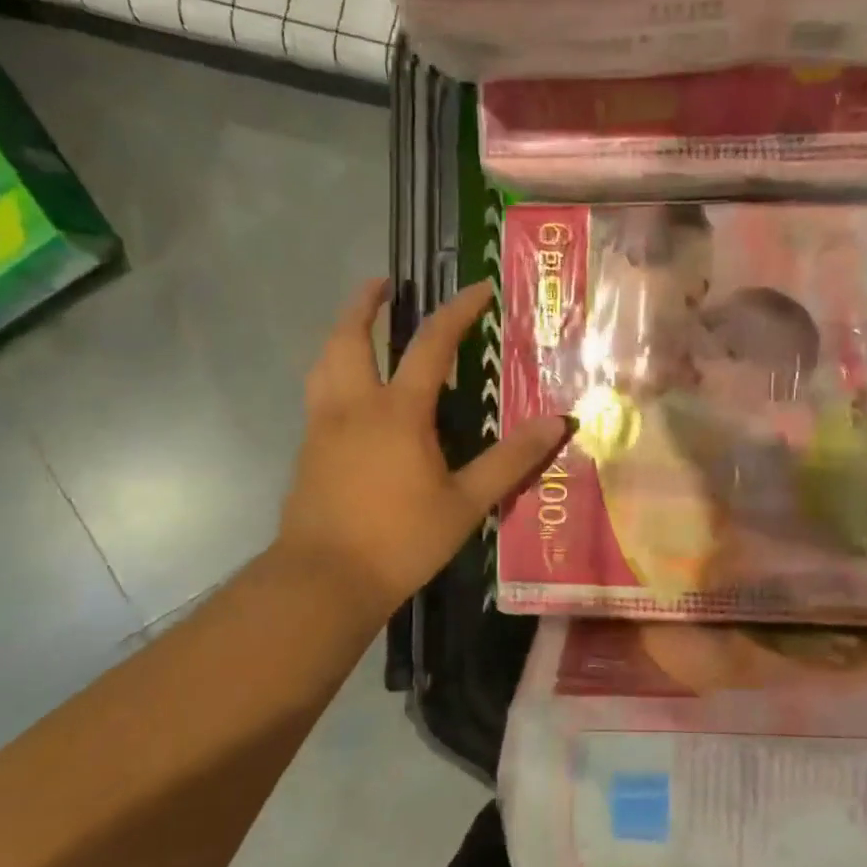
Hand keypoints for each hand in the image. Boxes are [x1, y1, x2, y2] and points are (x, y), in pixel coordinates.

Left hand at [274, 278, 568, 622]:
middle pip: (350, 337)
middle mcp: (354, 406)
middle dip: (365, 304)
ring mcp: (323, 427)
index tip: (479, 288)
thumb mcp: (466, 502)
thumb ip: (511, 460)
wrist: (324, 581)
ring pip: (324, 362)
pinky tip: (348, 391)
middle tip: (383, 284)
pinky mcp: (307, 451)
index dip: (457, 311)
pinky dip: (332, 370)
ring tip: (357, 325)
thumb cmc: (401, 540)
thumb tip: (558, 422)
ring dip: (341, 333)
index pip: (430, 344)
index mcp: (398, 412)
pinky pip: (318, 392)